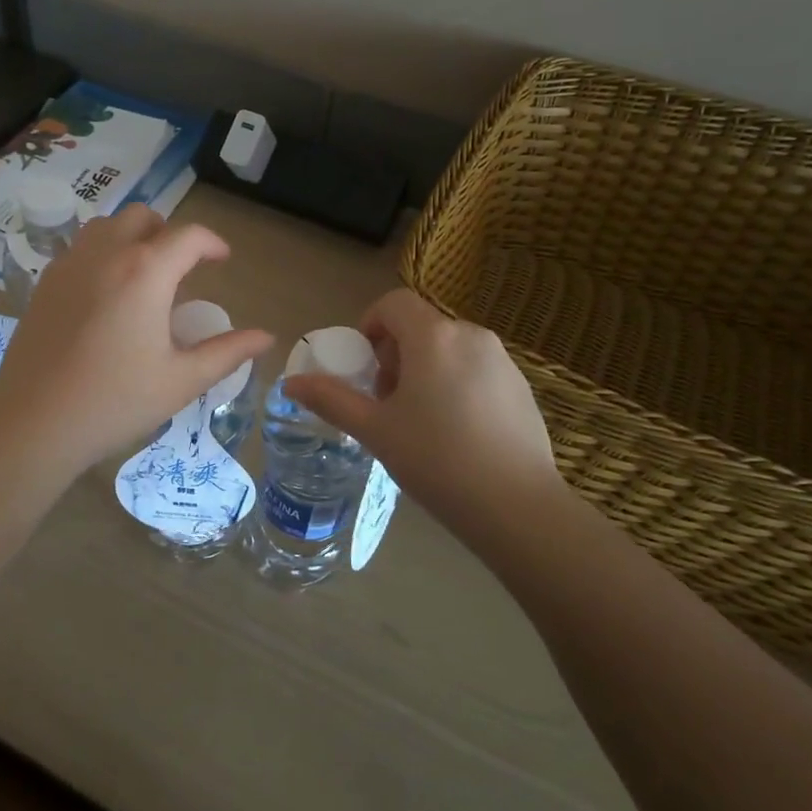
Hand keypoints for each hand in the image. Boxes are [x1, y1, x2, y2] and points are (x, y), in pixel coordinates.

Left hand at [0, 207, 272, 478]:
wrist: (35, 422)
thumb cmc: (116, 401)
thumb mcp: (182, 380)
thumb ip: (227, 352)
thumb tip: (266, 337)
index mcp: (146, 272)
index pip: (188, 236)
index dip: (212, 243)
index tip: (223, 260)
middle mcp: (106, 254)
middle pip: (144, 217)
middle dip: (170, 233)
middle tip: (183, 268)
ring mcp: (69, 265)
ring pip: (106, 226)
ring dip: (132, 237)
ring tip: (144, 274)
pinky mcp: (45, 283)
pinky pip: (80, 248)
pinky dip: (102, 253)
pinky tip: (106, 294)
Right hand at [284, 288, 561, 535]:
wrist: (516, 507)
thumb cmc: (436, 460)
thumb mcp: (375, 430)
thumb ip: (331, 399)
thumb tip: (290, 382)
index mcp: (433, 337)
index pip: (394, 303)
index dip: (370, 325)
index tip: (364, 367)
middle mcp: (472, 335)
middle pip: (421, 326)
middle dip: (395, 355)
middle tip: (387, 402)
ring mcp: (503, 360)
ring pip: (450, 349)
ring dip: (426, 370)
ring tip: (420, 422)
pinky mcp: (522, 387)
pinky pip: (476, 370)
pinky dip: (456, 385)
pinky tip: (457, 434)